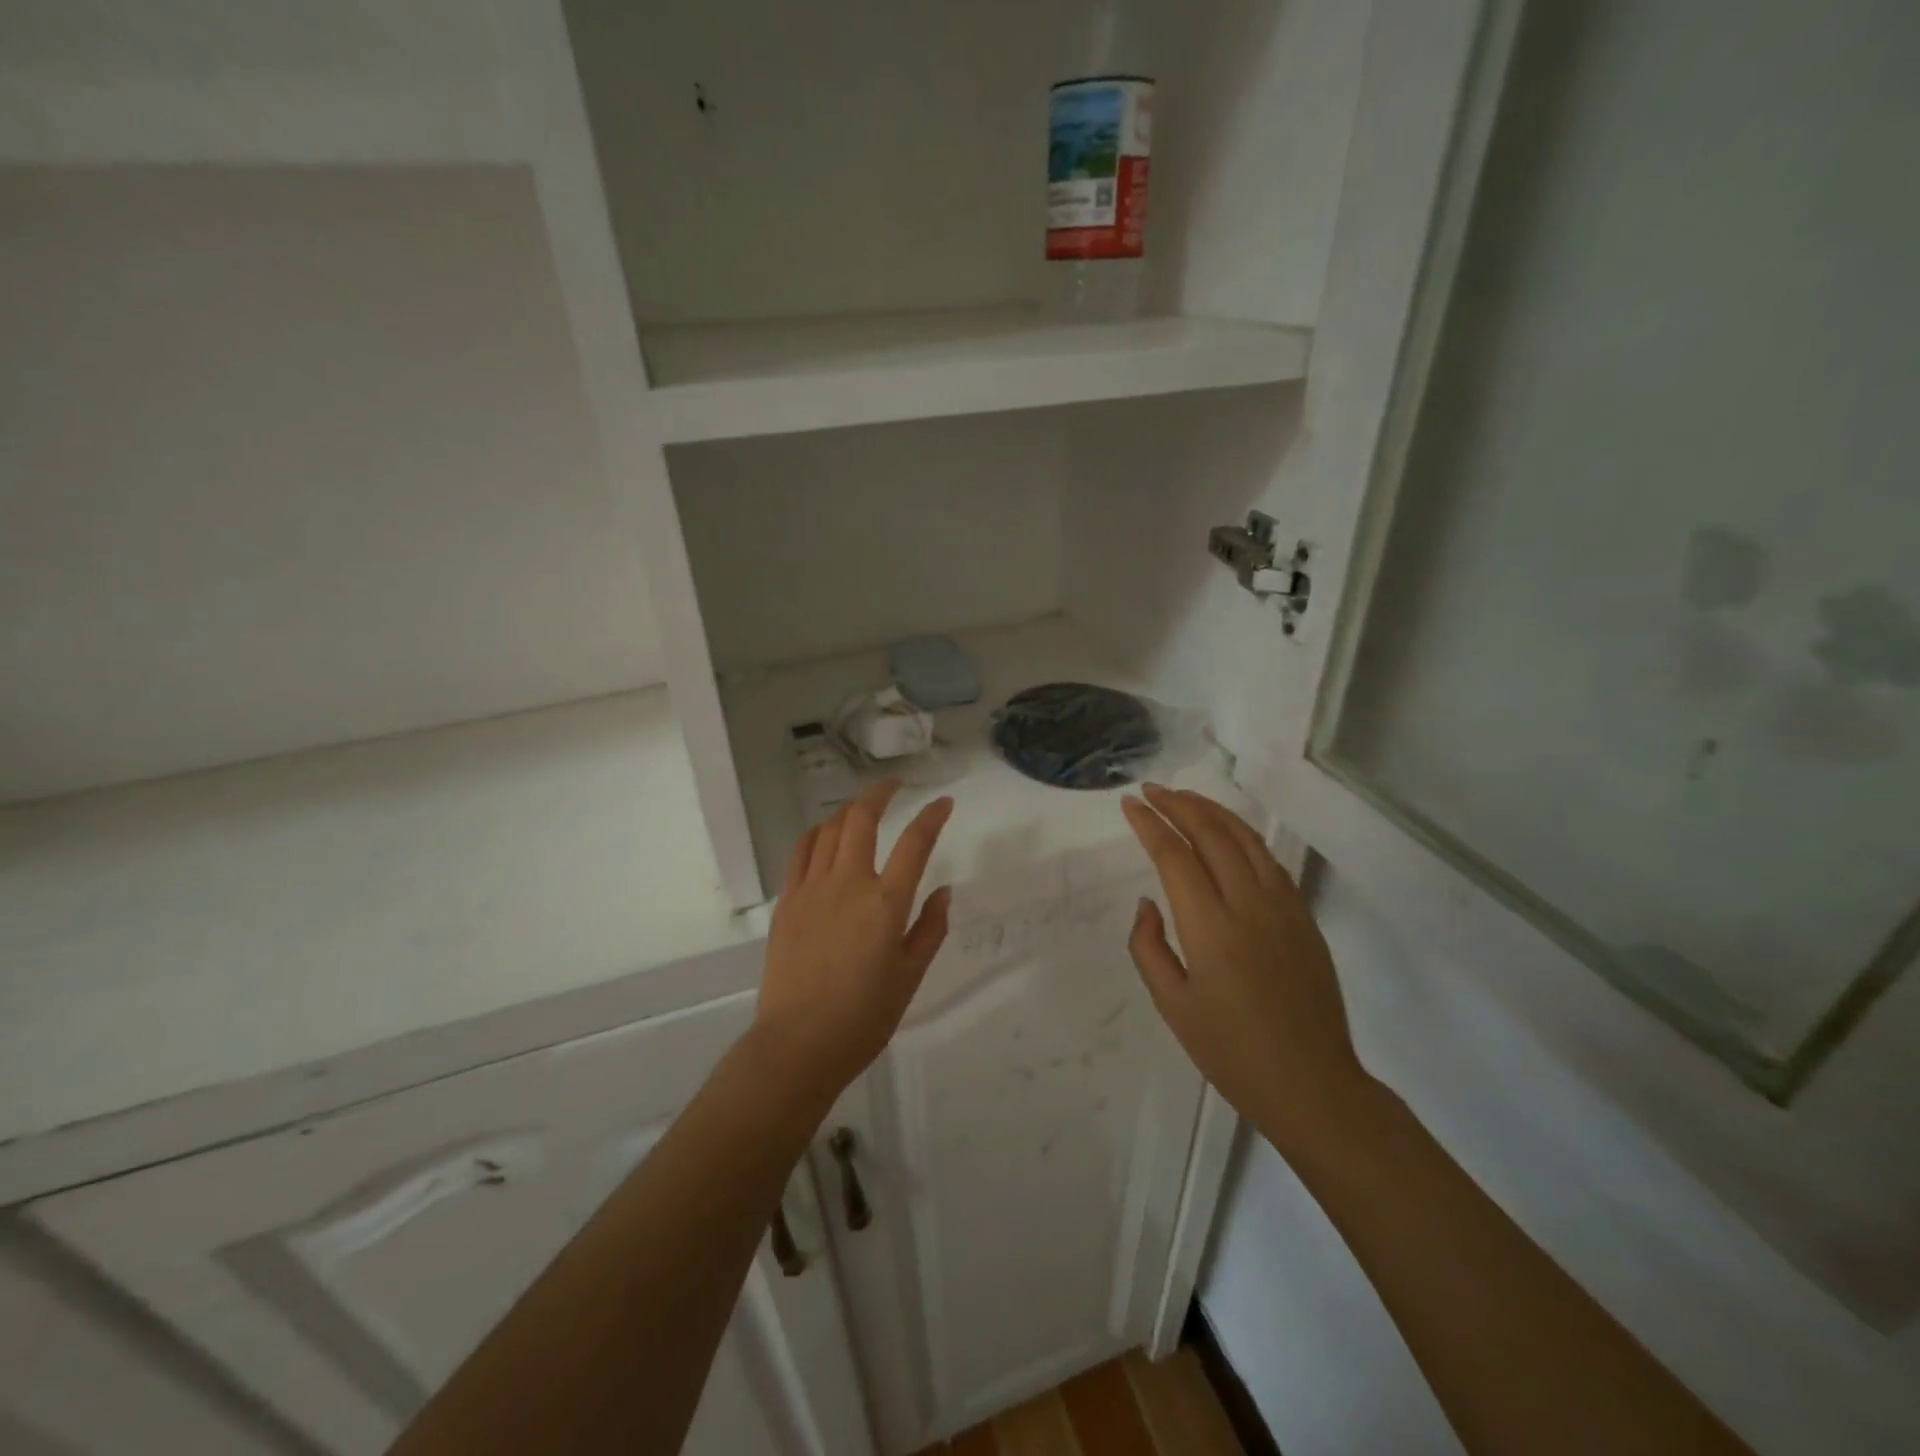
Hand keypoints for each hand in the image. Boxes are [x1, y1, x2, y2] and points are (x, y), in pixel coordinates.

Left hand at [755, 779, 954, 1099]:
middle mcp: (849, 883)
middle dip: (881, 793)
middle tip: (895, 785)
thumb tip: (943, 890)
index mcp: (886, 903)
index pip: (915, 843)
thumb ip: (930, 929)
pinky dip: (817, 833)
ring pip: (830, 829)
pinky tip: (826, 833)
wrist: (798, 1044)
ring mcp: (812, 889)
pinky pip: (801, 851)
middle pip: (862, 819)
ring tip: (863, 808)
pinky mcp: (787, 901)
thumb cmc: (863, 1017)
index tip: (944, 802)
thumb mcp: (910, 977)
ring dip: (850, 810)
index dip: (932, 816)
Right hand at [1122, 784, 1373, 1157]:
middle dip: (1178, 804)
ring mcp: (1283, 906)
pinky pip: (1268, 859)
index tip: (1130, 804)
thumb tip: (1148, 902)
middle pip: (1212, 834)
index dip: (1149, 825)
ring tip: (1184, 797)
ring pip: (1245, 838)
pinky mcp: (1303, 916)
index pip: (1174, 856)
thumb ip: (1148, 947)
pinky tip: (1227, 833)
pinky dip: (1242, 835)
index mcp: (1210, 928)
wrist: (1312, 1084)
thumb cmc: (1231, 1052)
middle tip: (1151, 790)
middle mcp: (1249, 904)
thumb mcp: (1172, 1006)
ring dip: (1212, 810)